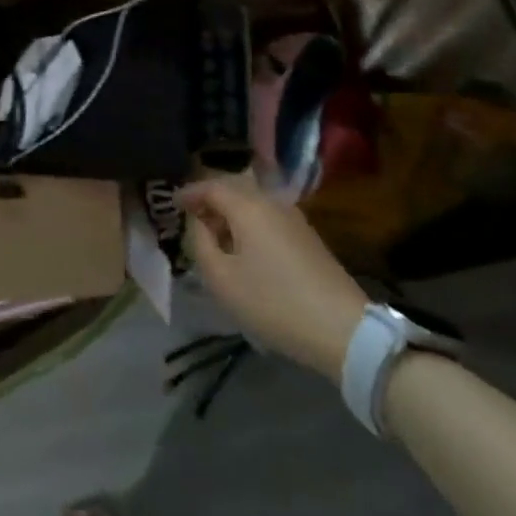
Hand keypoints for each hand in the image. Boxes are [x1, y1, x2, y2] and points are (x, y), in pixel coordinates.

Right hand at [178, 180, 367, 380]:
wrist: (342, 329)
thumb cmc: (273, 302)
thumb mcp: (222, 280)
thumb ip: (201, 244)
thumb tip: (200, 224)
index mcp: (248, 206)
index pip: (211, 186)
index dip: (189, 193)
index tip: (172, 203)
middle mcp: (271, 202)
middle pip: (234, 189)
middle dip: (210, 199)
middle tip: (191, 217)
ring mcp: (294, 218)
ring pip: (253, 202)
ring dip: (230, 212)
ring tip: (215, 235)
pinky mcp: (307, 237)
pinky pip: (268, 217)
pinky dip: (248, 223)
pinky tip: (243, 248)